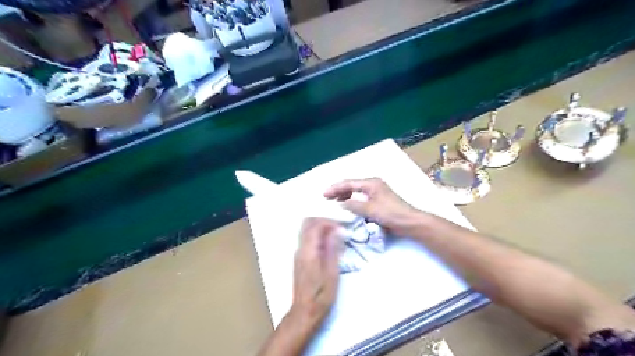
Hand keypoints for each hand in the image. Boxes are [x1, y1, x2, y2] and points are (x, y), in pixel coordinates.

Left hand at [292, 217, 342, 330]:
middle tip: (338, 228)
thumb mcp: (332, 273)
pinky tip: (328, 244)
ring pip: (306, 229)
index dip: (329, 222)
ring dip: (320, 227)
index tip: (342, 228)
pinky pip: (307, 238)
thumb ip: (333, 249)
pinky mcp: (299, 258)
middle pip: (307, 223)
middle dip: (324, 221)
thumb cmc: (321, 295)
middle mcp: (300, 248)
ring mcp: (298, 252)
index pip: (315, 225)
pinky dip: (317, 235)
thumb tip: (337, 230)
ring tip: (335, 235)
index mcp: (308, 251)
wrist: (305, 311)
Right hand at [325, 177, 422, 235]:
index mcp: (371, 183)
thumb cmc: (391, 214)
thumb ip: (354, 205)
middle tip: (326, 198)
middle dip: (338, 190)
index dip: (335, 188)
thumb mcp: (370, 210)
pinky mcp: (379, 200)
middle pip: (351, 185)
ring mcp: (376, 192)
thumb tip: (341, 203)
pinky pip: (361, 197)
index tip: (324, 195)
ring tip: (334, 201)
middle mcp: (373, 185)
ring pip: (356, 191)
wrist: (410, 222)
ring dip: (345, 195)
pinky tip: (348, 205)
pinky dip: (353, 200)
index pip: (349, 183)